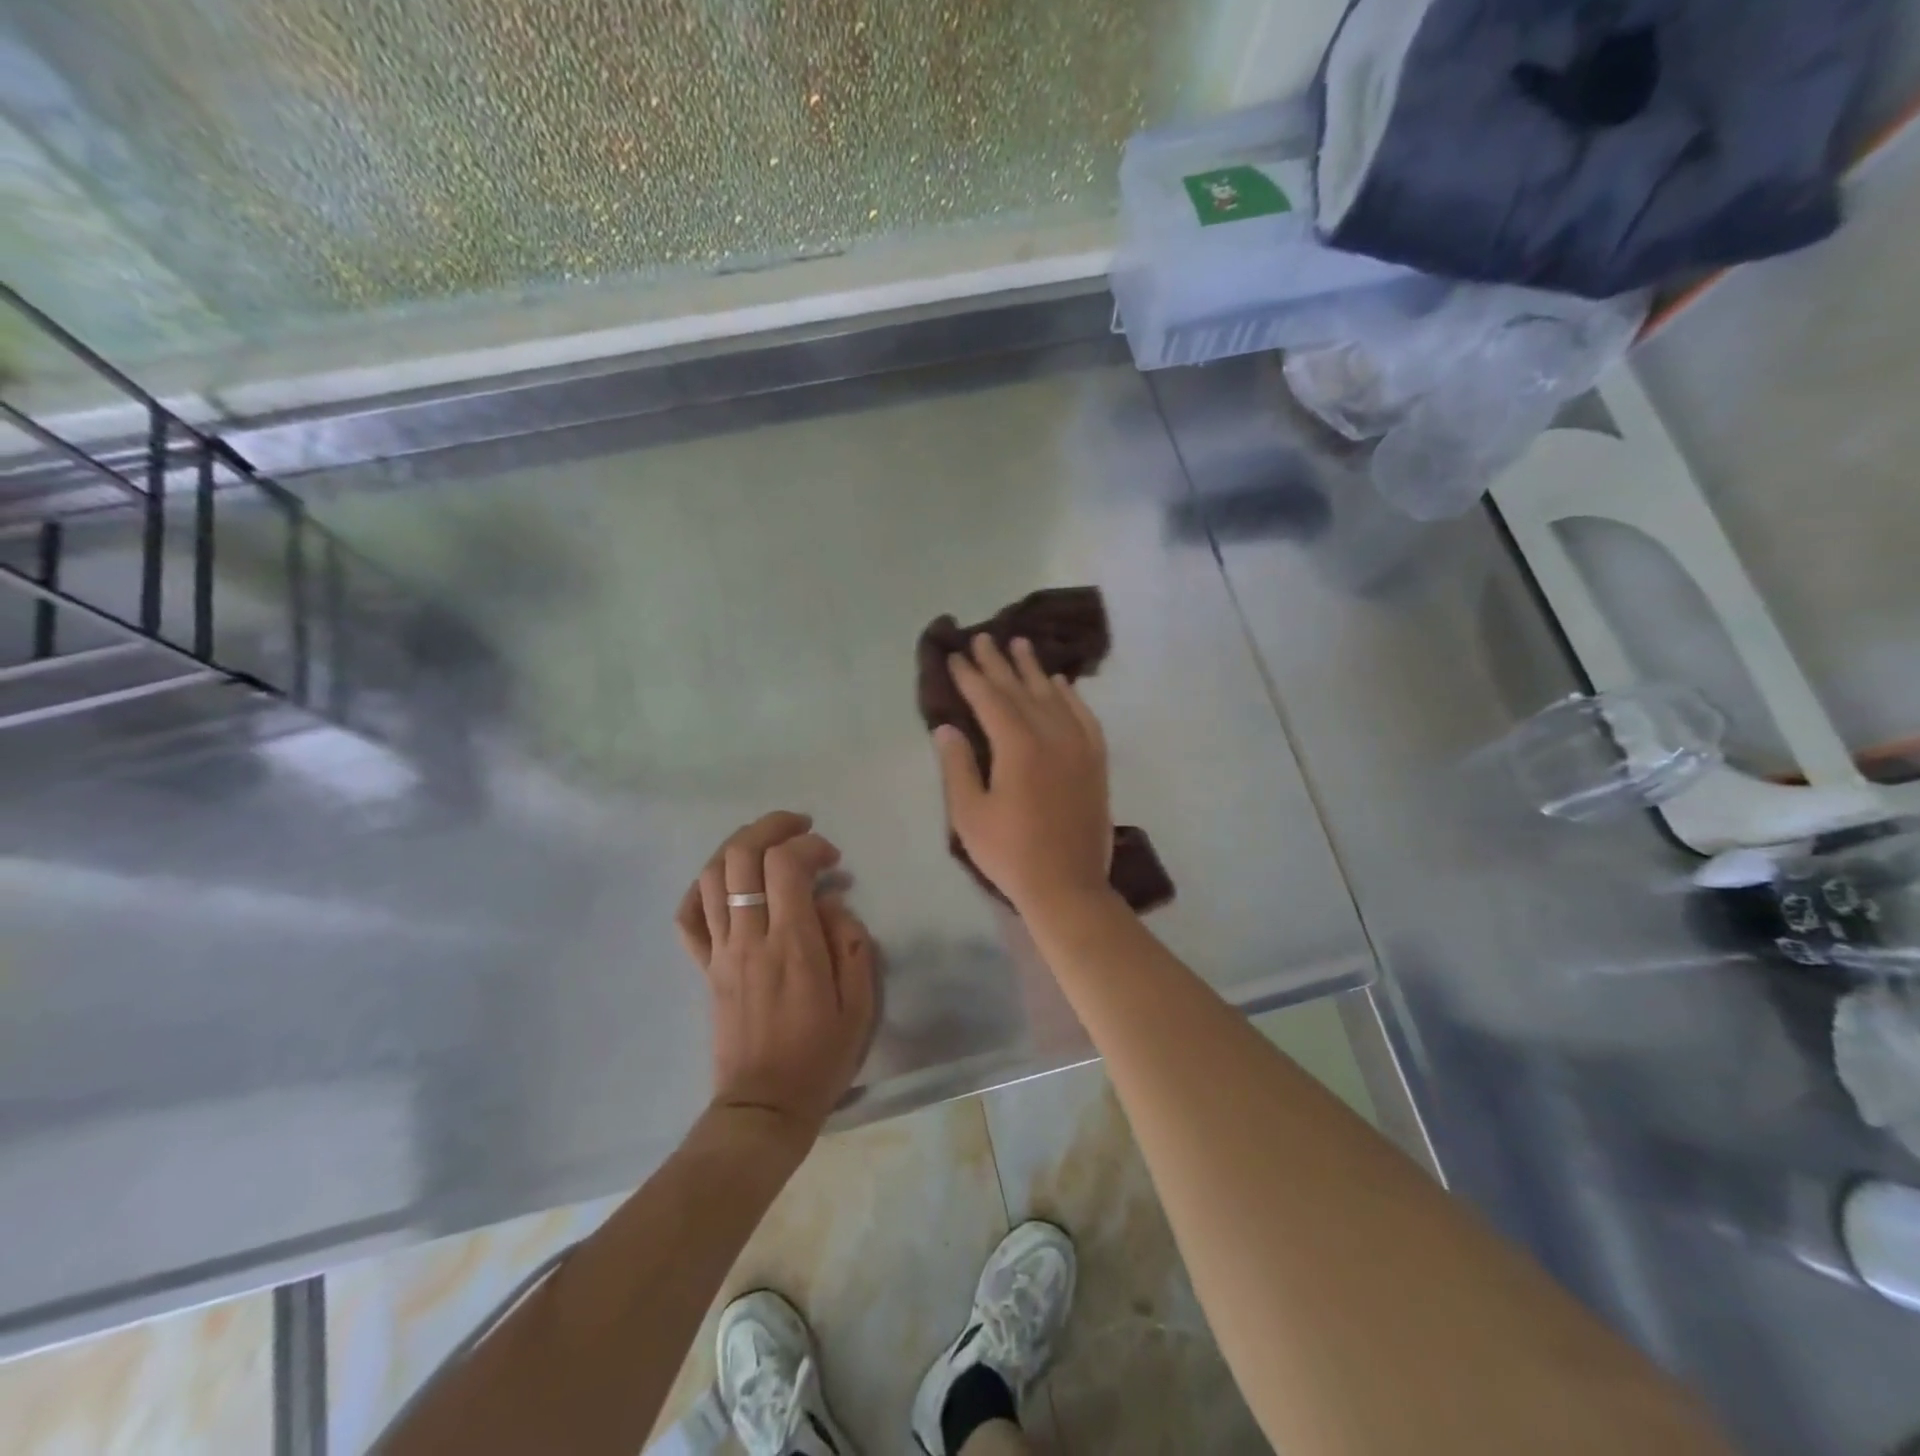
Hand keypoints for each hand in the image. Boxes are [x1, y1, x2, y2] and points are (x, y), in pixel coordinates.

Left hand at [675, 812, 876, 1144]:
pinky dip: (700, 887)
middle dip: (771, 827)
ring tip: (767, 845)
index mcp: (792, 945)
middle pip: (740, 856)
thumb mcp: (860, 1003)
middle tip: (799, 827)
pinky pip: (688, 917)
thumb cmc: (820, 1055)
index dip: (810, 845)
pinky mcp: (705, 967)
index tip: (833, 859)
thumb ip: (852, 943)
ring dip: (738, 846)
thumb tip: (832, 903)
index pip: (786, 866)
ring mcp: (720, 951)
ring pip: (711, 876)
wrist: (765, 1105)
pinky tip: (723, 881)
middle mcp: (749, 937)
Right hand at [934, 634, 1115, 917]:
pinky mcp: (1095, 761)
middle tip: (983, 637)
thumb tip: (948, 727)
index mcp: (1017, 746)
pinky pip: (1084, 717)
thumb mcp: (969, 814)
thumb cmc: (1010, 853)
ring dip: (1034, 670)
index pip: (989, 699)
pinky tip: (1062, 683)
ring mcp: (1079, 746)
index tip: (955, 656)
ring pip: (1054, 696)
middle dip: (998, 663)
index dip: (970, 676)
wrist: (1068, 885)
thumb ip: (957, 766)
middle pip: (1021, 690)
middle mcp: (1051, 735)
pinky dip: (1072, 696)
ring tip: (1020, 645)